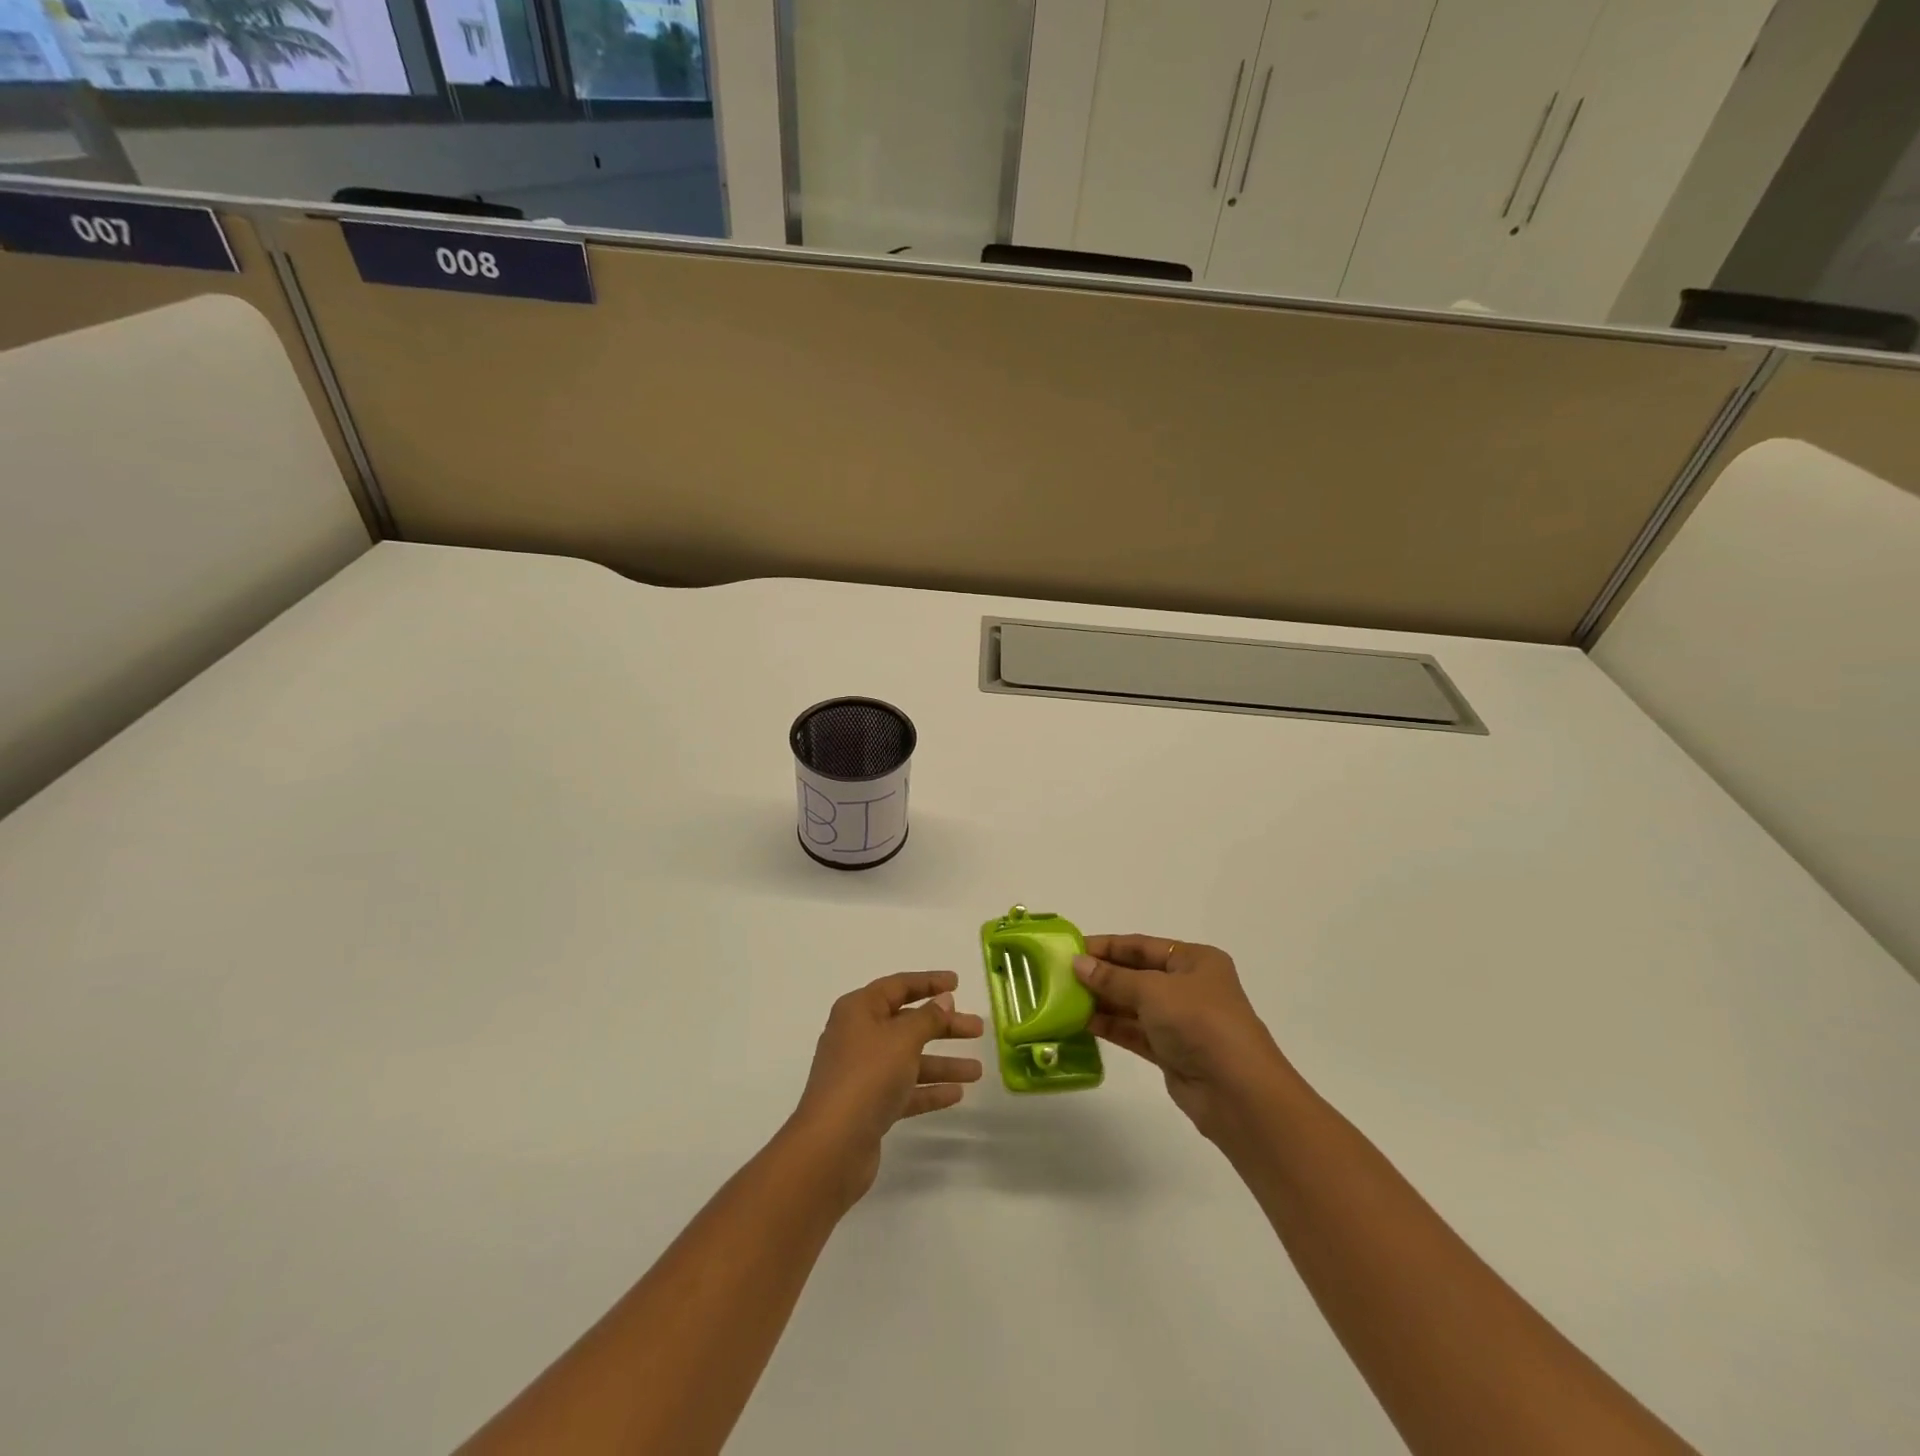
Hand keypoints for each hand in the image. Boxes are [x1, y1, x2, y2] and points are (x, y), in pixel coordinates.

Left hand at [788, 971, 984, 1204]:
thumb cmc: (867, 1077)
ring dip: (942, 1063)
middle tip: (978, 1029)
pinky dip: (929, 1090)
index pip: (898, 986)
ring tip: (977, 1071)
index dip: (929, 982)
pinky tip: (957, 1094)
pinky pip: (905, 1089)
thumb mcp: (903, 1039)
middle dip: (944, 1026)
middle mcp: (858, 1036)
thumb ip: (928, 1018)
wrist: (832, 1146)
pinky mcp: (869, 1106)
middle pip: (908, 1023)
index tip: (958, 983)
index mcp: (859, 1010)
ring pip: (910, 1059)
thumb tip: (944, 1000)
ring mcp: (863, 1073)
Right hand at [1074, 935, 1291, 1141]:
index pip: (1141, 946)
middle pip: (1136, 974)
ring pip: (1133, 1005)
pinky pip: (1134, 1032)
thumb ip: (1113, 978)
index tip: (1070, 949)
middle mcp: (1189, 986)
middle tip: (1059, 975)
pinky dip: (1110, 1026)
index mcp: (1194, 960)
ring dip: (1101, 1002)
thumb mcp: (1153, 991)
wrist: (1238, 1092)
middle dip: (1101, 975)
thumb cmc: (1200, 1023)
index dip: (1106, 946)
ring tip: (1063, 999)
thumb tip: (1077, 964)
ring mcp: (1181, 1021)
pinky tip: (1081, 1023)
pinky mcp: (1171, 1052)